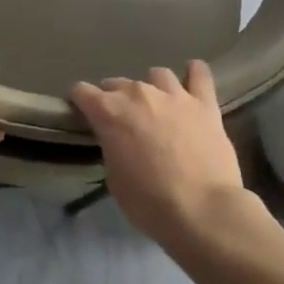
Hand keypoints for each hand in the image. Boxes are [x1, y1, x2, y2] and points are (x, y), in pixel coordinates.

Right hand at [70, 62, 245, 244]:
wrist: (202, 210)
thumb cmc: (149, 202)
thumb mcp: (114, 178)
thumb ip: (112, 147)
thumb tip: (118, 139)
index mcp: (109, 112)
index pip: (82, 91)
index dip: (78, 101)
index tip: (80, 112)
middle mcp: (139, 94)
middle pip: (117, 83)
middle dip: (113, 97)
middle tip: (120, 119)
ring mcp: (174, 95)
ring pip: (157, 75)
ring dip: (151, 87)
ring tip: (155, 104)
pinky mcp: (205, 104)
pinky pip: (199, 75)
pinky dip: (194, 74)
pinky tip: (192, 78)